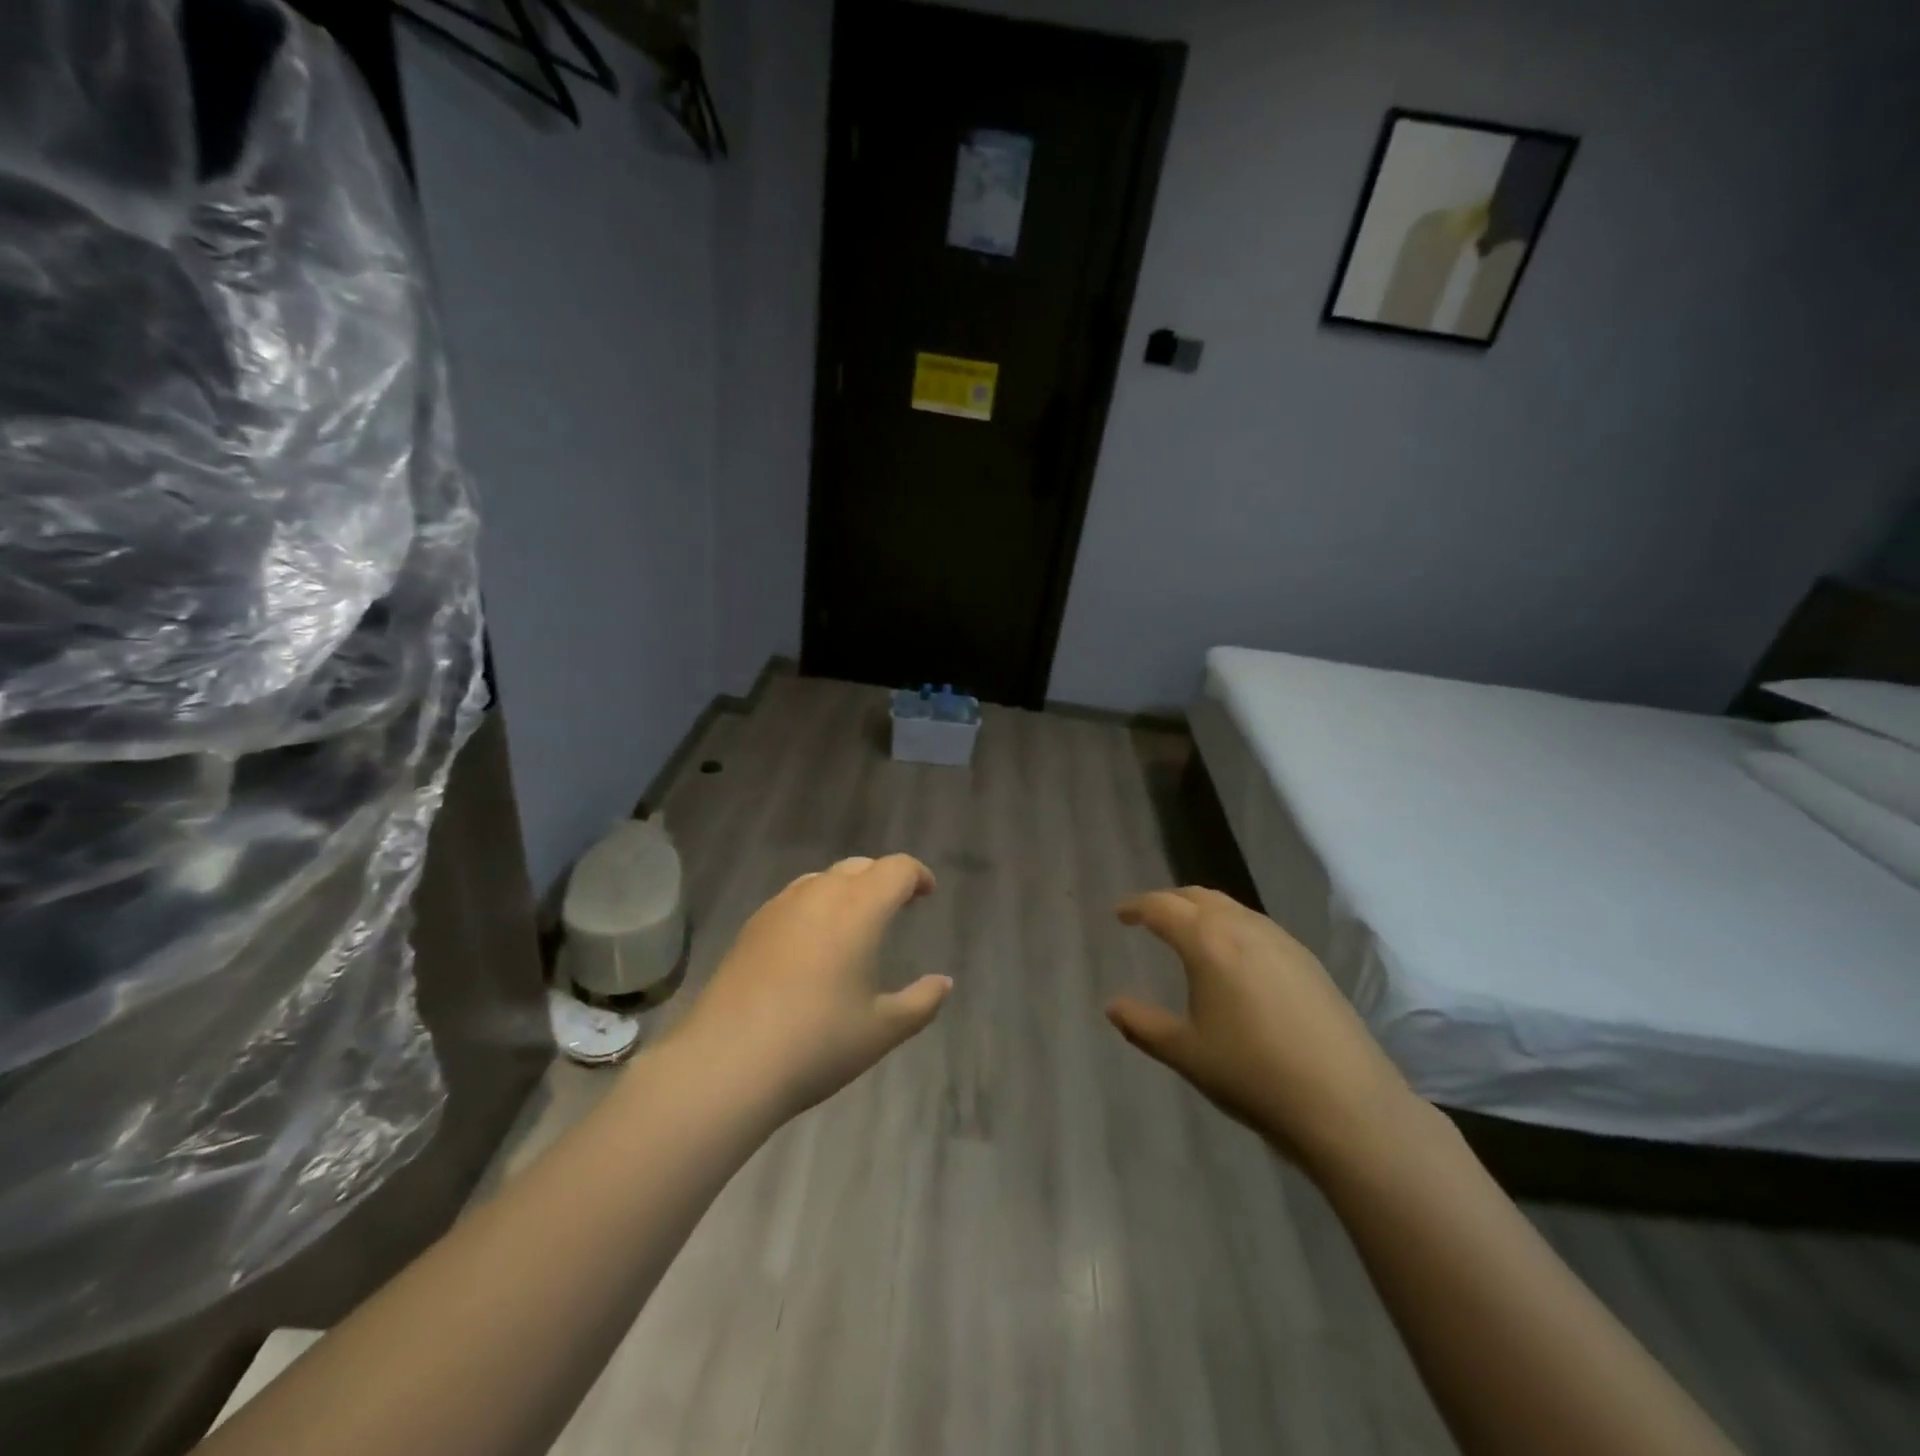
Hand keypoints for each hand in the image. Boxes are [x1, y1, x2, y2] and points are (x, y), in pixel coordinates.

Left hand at [676, 854, 950, 1120]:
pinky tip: (811, 945)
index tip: (927, 893)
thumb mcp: (882, 1030)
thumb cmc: (817, 1043)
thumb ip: (921, 1002)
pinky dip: (814, 906)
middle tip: (896, 906)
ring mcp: (779, 907)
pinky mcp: (750, 927)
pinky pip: (793, 900)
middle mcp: (819, 894)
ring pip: (822, 879)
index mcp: (858, 908)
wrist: (726, 1063)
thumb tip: (944, 983)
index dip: (917, 875)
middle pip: (859, 866)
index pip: (896, 869)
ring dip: (846, 889)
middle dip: (882, 879)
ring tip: (853, 923)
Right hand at [1106, 887, 1417, 1173]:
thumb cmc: (1253, 1075)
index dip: (1136, 906)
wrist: (1347, 1104)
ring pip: (1232, 908)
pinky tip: (1235, 960)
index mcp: (1208, 942)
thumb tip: (1112, 1006)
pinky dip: (1232, 927)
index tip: (1120, 914)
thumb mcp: (1186, 1053)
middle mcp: (1244, 928)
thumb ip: (1143, 1025)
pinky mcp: (1308, 961)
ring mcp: (1282, 941)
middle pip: (1198, 896)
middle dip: (1169, 901)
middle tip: (1150, 918)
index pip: (1162, 907)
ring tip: (1189, 935)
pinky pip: (1257, 926)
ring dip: (1203, 911)